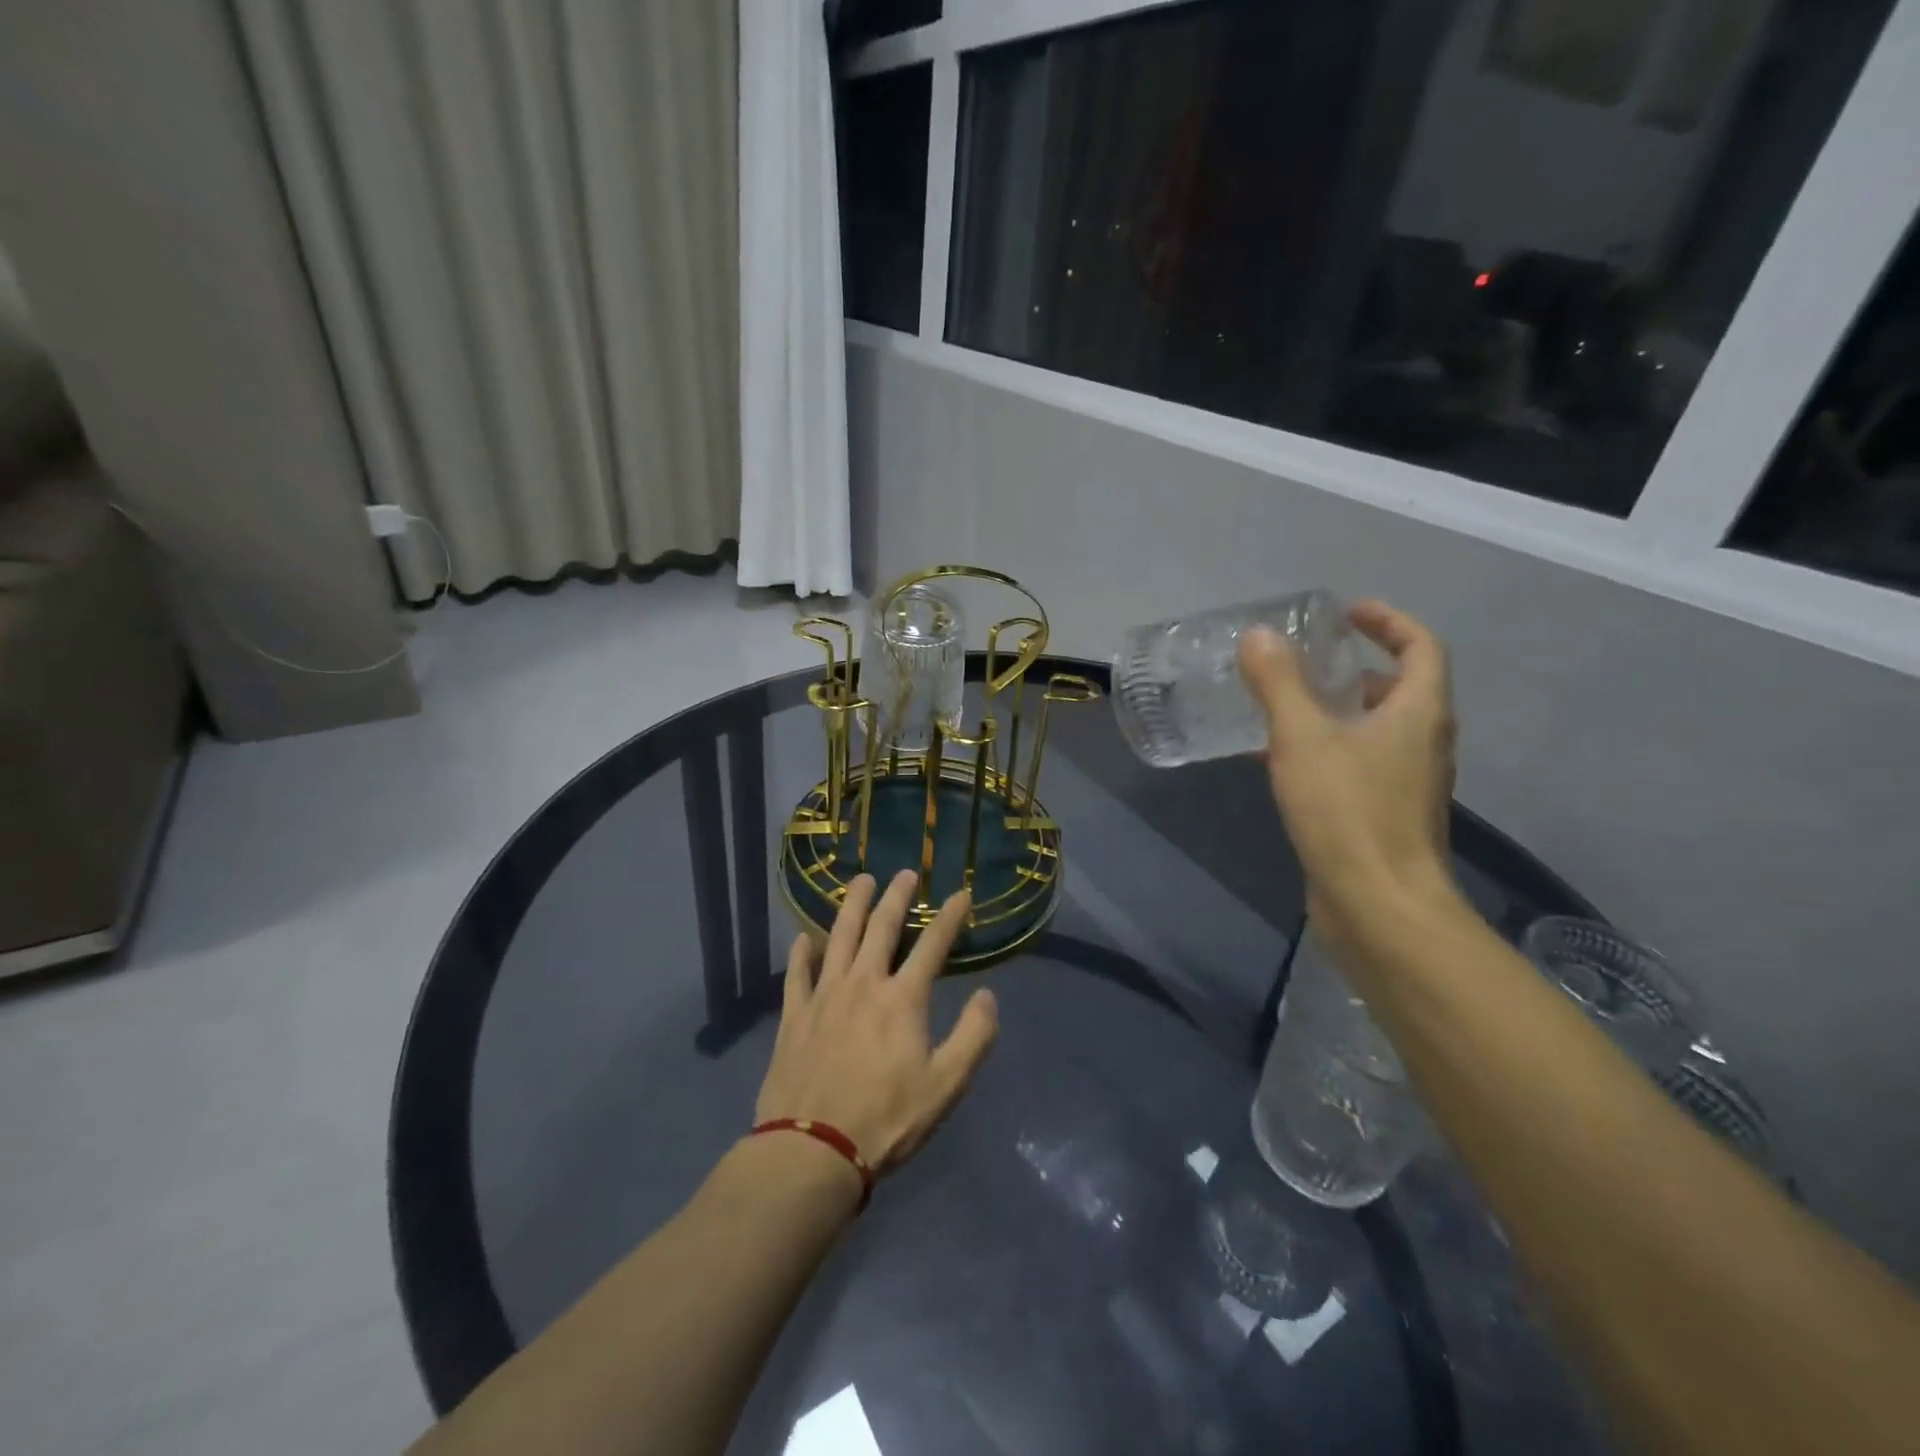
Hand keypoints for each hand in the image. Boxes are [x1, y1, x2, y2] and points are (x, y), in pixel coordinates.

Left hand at [755, 870, 998, 1173]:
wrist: (813, 1150)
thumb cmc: (886, 1119)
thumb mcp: (946, 1085)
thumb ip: (974, 1036)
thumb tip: (987, 995)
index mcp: (903, 998)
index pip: (933, 945)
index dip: (950, 916)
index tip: (962, 894)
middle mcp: (863, 983)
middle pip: (882, 927)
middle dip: (897, 896)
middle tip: (905, 873)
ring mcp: (824, 995)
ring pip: (839, 937)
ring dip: (852, 906)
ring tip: (860, 881)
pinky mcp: (794, 1015)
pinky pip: (797, 973)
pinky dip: (802, 952)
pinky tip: (803, 937)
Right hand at [1237, 599, 1458, 943]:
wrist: (1378, 906)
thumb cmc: (1348, 811)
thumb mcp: (1303, 738)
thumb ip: (1279, 684)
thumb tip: (1259, 635)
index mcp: (1419, 713)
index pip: (1421, 647)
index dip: (1388, 621)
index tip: (1345, 614)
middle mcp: (1423, 743)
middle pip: (1401, 689)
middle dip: (1356, 669)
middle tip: (1308, 662)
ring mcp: (1407, 784)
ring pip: (1376, 730)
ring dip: (1338, 711)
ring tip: (1285, 708)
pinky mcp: (1385, 816)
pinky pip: (1360, 765)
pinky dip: (1329, 750)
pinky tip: (1283, 763)